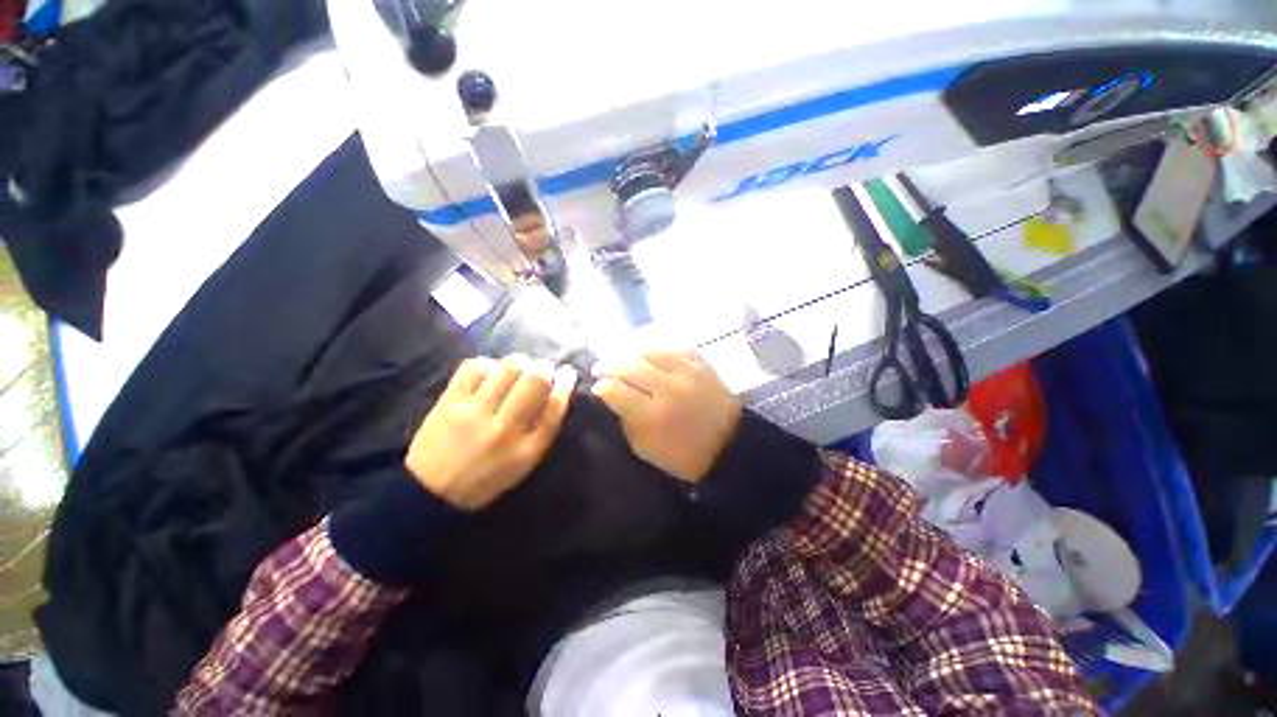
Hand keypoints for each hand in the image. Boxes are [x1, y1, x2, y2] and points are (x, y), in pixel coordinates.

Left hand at [405, 355, 576, 509]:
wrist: (432, 492)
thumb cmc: (486, 478)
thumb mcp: (524, 463)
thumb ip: (544, 429)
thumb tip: (558, 391)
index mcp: (526, 448)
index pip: (555, 406)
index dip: (566, 383)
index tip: (568, 373)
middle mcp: (504, 428)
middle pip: (535, 380)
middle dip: (545, 367)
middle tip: (543, 368)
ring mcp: (474, 413)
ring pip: (508, 368)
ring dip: (520, 362)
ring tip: (518, 368)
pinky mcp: (450, 402)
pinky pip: (474, 368)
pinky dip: (488, 364)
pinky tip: (490, 373)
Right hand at [592, 351, 741, 482]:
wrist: (730, 445)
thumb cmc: (685, 455)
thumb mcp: (646, 449)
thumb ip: (626, 421)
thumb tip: (612, 398)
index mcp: (652, 415)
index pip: (614, 390)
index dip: (600, 388)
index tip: (596, 389)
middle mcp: (667, 387)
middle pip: (628, 365)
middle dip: (608, 365)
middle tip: (600, 369)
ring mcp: (686, 371)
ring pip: (649, 349)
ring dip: (630, 352)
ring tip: (621, 357)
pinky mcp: (700, 364)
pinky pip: (673, 346)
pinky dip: (656, 347)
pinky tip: (647, 351)